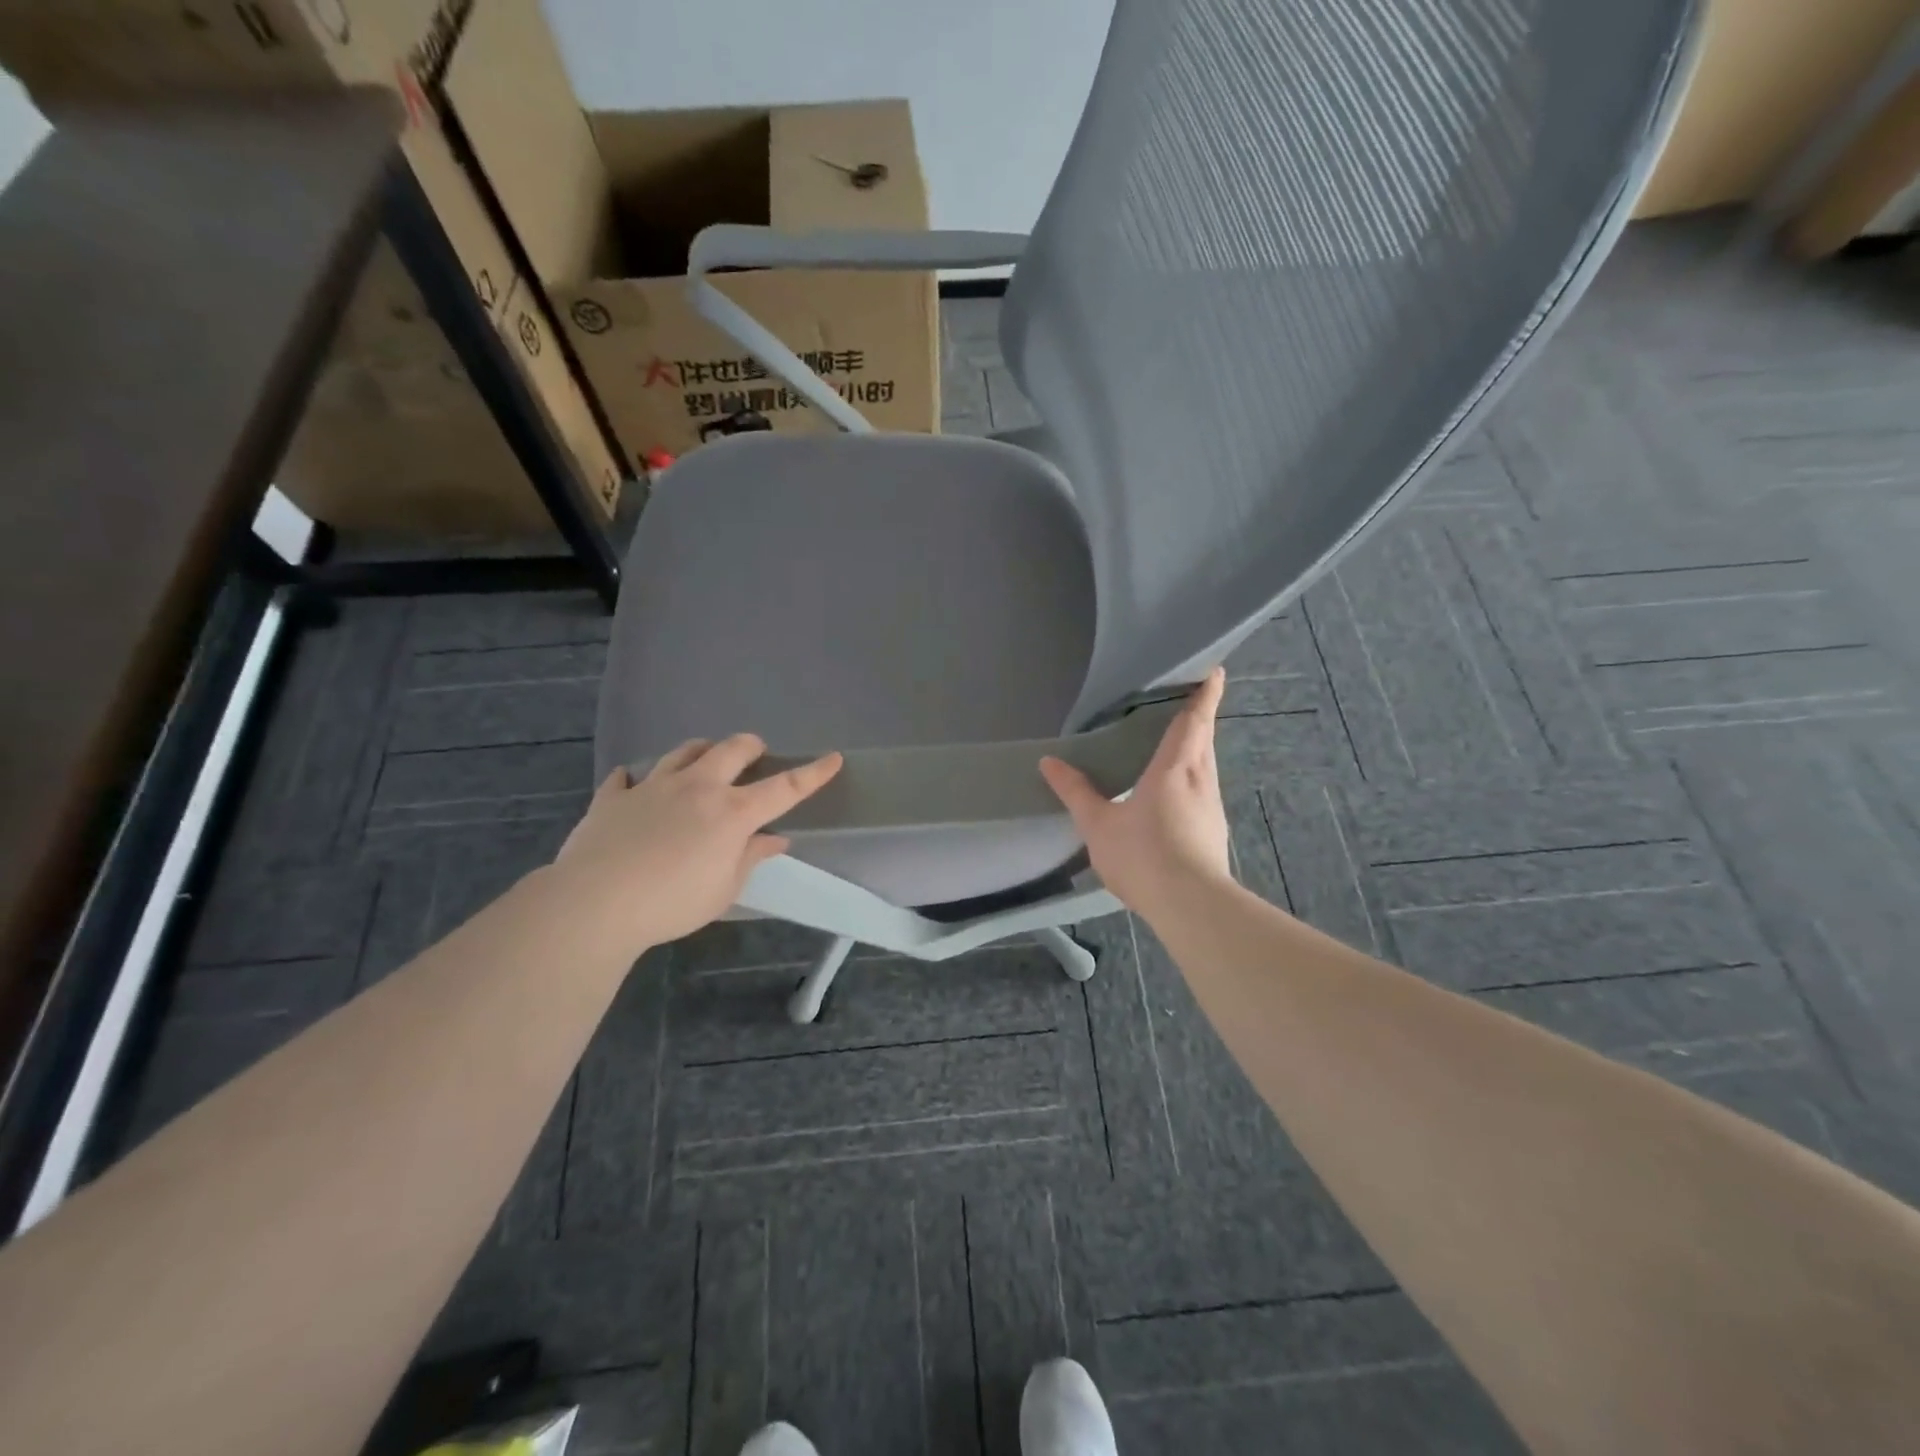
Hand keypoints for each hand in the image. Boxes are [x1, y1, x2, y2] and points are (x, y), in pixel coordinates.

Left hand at [552, 735, 841, 957]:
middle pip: (732, 749)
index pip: (784, 788)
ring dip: (701, 752)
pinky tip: (634, 786)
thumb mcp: (724, 889)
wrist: (595, 903)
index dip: (812, 774)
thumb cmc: (672, 903)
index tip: (833, 758)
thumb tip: (775, 839)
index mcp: (732, 813)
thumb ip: (751, 858)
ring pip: (684, 751)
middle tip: (755, 755)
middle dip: (751, 746)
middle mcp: (697, 788)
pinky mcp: (614, 797)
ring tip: (704, 763)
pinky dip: (636, 780)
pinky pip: (627, 777)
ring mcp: (653, 787)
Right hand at [1039, 668, 1231, 924]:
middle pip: (1204, 739)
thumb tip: (1049, 761)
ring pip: (1207, 766)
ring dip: (1197, 748)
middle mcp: (1200, 779)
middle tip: (1186, 701)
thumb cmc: (1143, 855)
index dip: (1204, 694)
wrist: (1191, 906)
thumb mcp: (1098, 824)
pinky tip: (1177, 793)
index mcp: (1174, 768)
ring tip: (1177, 744)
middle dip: (1199, 718)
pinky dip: (1194, 777)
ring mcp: (1211, 807)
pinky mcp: (1213, 831)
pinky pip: (1204, 790)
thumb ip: (1075, 791)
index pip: (1194, 721)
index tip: (1213, 672)